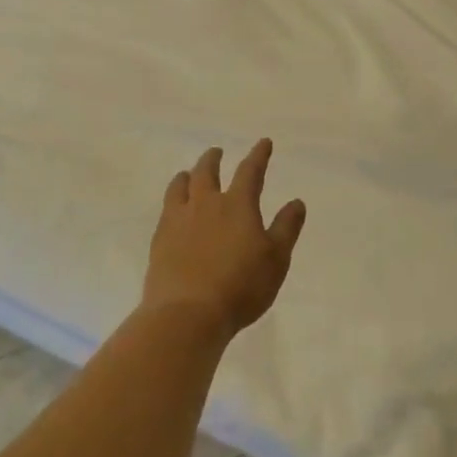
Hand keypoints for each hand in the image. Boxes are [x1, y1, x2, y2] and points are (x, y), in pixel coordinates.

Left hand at [143, 140, 306, 339]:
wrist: (188, 313)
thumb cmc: (240, 286)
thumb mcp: (276, 259)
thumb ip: (286, 228)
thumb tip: (296, 202)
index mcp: (237, 205)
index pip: (250, 171)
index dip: (258, 155)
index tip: (263, 143)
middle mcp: (206, 204)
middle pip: (206, 172)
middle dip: (213, 159)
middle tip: (216, 152)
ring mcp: (179, 220)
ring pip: (180, 186)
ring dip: (186, 176)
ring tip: (186, 174)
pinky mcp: (160, 239)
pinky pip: (166, 209)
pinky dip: (173, 201)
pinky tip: (173, 210)